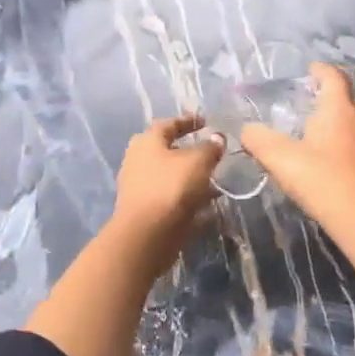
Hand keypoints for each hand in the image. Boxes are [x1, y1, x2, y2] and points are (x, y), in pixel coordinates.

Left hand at [108, 114, 224, 269]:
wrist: (147, 234)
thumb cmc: (171, 187)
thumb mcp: (198, 162)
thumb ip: (210, 148)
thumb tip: (217, 138)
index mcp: (147, 141)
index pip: (168, 124)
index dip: (188, 121)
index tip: (206, 122)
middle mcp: (137, 160)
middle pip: (166, 150)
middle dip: (188, 151)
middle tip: (209, 152)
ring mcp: (138, 186)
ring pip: (169, 175)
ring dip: (189, 176)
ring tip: (213, 180)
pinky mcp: (144, 209)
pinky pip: (169, 196)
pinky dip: (186, 196)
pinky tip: (205, 203)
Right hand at [242, 63, 354, 234]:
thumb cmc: (322, 181)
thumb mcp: (280, 159)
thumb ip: (259, 140)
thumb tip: (247, 130)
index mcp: (340, 109)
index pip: (333, 77)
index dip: (321, 70)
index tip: (310, 70)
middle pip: (348, 100)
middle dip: (330, 101)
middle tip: (310, 110)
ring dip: (343, 126)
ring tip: (323, 138)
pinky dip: (353, 148)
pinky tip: (340, 165)